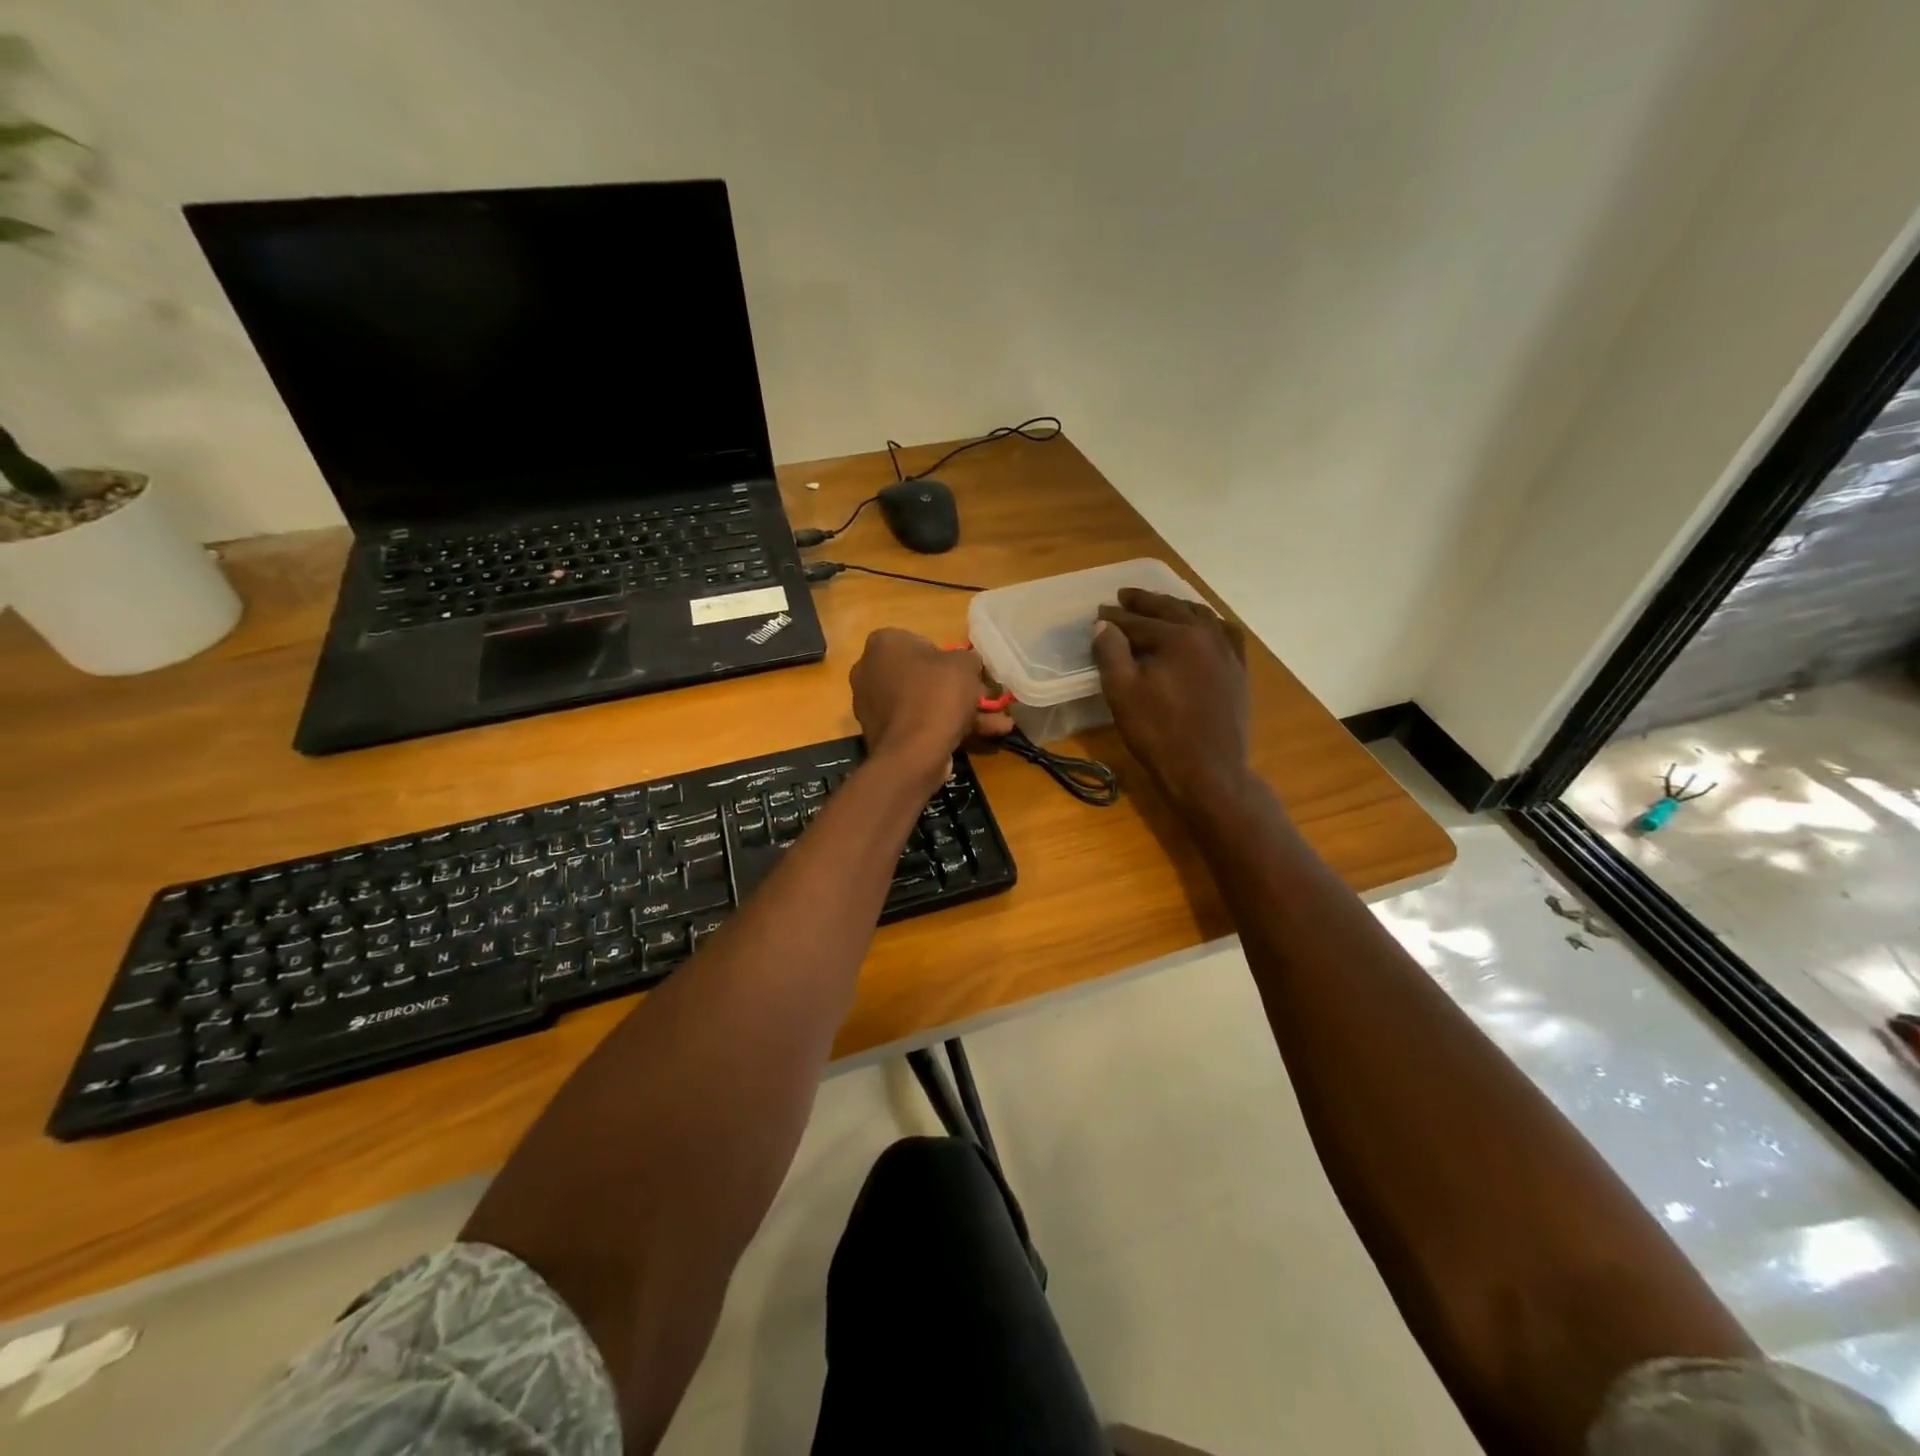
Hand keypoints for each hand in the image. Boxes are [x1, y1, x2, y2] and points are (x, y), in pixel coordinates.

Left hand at [851, 629, 1013, 781]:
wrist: (913, 753)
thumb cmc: (937, 695)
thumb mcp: (965, 665)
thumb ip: (968, 658)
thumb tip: (968, 664)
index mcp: (883, 644)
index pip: (920, 642)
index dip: (948, 658)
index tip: (967, 674)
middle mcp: (869, 671)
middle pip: (922, 676)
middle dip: (957, 689)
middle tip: (983, 699)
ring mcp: (872, 705)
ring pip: (924, 703)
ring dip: (958, 712)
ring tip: (996, 725)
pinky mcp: (880, 734)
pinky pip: (917, 724)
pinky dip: (944, 729)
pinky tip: (979, 738)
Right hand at [1093, 589, 1250, 812]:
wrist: (1209, 771)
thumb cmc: (1159, 734)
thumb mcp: (1123, 693)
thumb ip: (1111, 653)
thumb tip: (1104, 625)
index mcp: (1177, 637)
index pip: (1138, 621)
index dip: (1115, 617)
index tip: (1099, 612)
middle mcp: (1207, 635)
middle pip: (1171, 610)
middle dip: (1145, 603)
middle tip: (1124, 596)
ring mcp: (1228, 652)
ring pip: (1200, 617)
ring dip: (1176, 608)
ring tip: (1160, 606)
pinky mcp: (1239, 671)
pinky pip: (1225, 634)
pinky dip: (1208, 624)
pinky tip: (1203, 628)